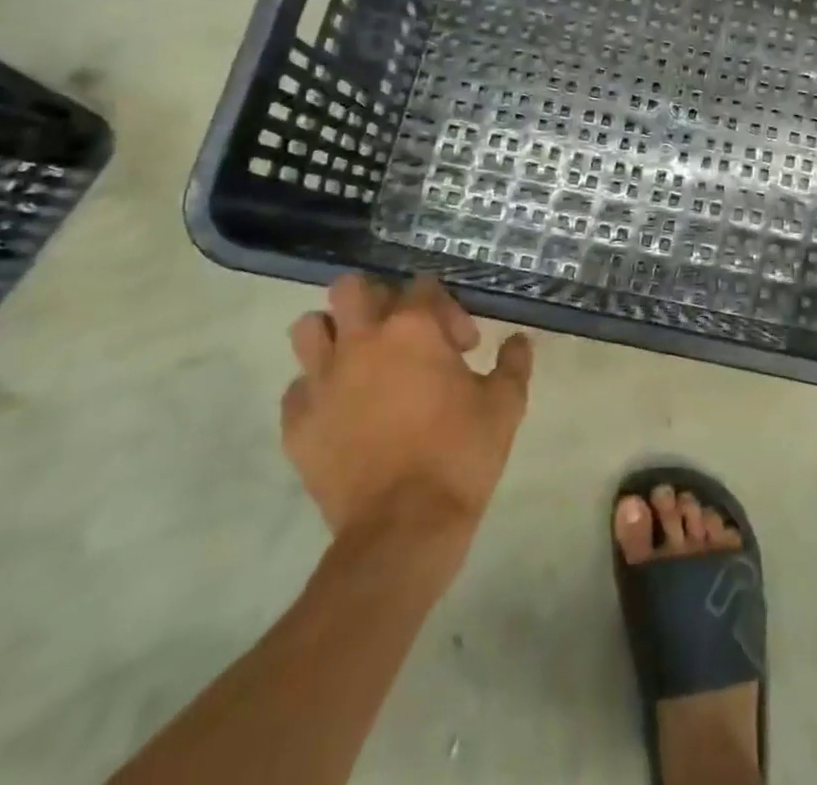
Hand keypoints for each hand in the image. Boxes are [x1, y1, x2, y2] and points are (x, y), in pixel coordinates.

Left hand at [282, 274, 532, 545]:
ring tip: (361, 361)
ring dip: (334, 335)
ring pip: (310, 328)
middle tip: (401, 335)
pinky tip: (342, 411)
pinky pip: (298, 388)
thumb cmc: (461, 454)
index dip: (448, 310)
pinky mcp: (297, 423)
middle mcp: (361, 342)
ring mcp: (322, 381)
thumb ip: (514, 362)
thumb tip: (519, 341)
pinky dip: (317, 390)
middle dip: (377, 301)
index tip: (464, 347)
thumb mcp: (505, 404)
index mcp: (413, 329)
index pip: (423, 286)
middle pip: (351, 288)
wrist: (404, 529)